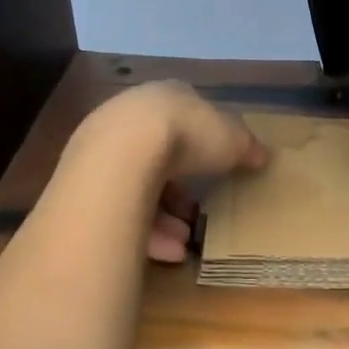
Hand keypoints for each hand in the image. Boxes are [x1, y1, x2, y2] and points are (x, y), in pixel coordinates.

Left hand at [75, 81, 268, 263]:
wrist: (123, 153)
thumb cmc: (186, 136)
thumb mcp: (233, 139)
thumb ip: (248, 146)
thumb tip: (264, 156)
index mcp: (165, 97)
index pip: (185, 116)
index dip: (203, 143)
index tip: (216, 168)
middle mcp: (130, 117)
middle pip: (158, 154)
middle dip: (179, 187)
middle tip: (197, 212)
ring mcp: (102, 148)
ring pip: (137, 186)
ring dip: (163, 216)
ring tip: (184, 241)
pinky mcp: (84, 182)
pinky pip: (119, 210)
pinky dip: (143, 231)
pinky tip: (166, 252)